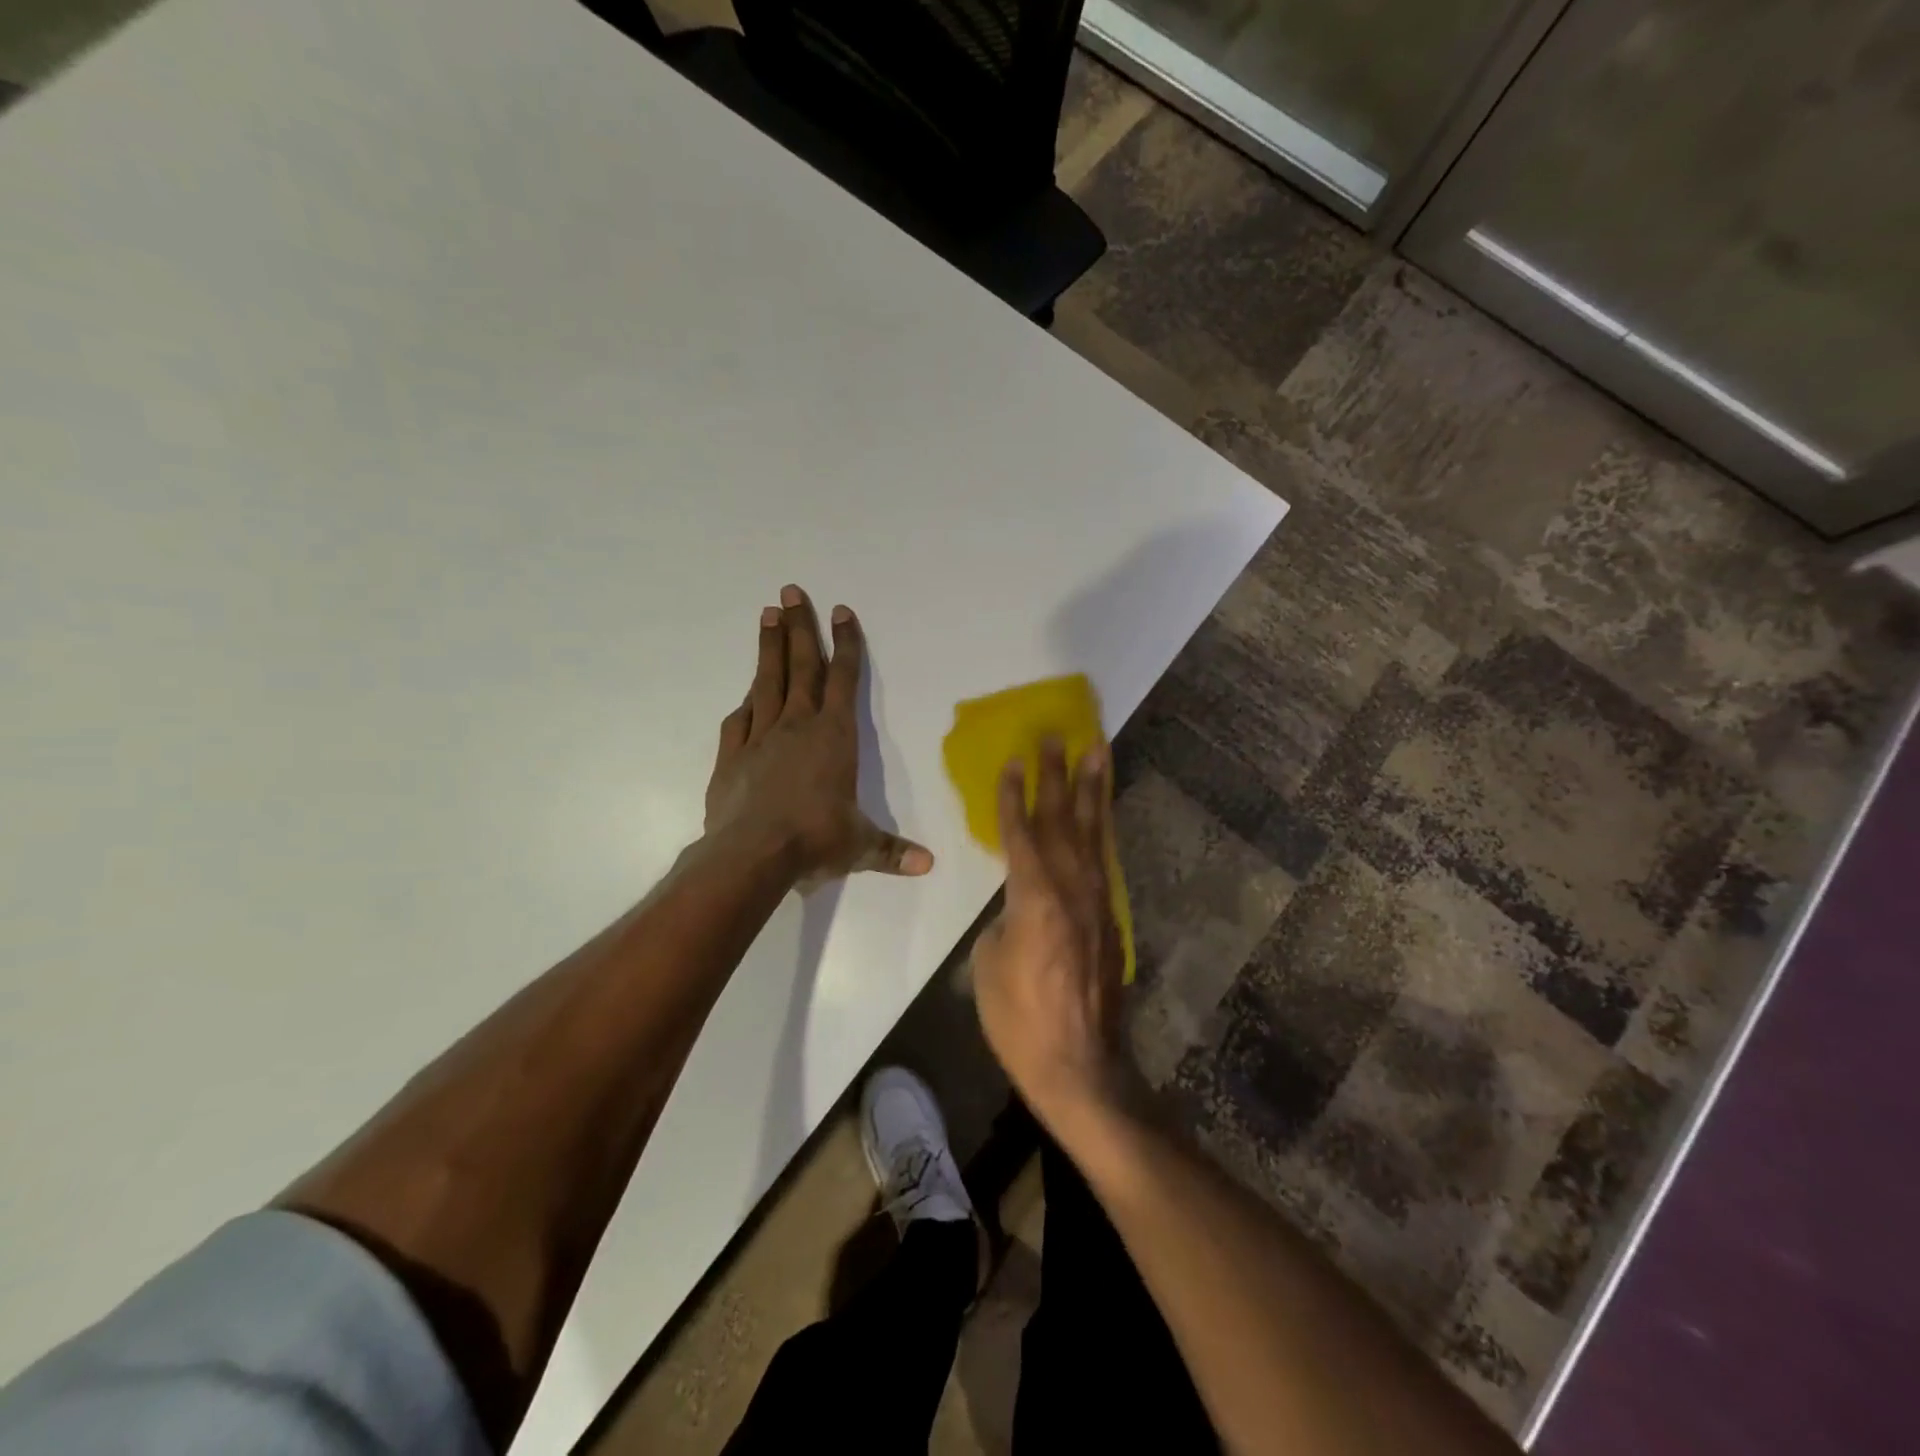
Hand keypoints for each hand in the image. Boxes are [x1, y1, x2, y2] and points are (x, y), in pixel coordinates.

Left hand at [705, 585, 932, 883]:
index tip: (842, 611)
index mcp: (834, 737)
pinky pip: (739, 721)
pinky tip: (746, 694)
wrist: (751, 855)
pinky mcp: (731, 757)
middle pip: (801, 667)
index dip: (845, 644)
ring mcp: (759, 738)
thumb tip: (929, 865)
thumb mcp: (860, 846)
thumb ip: (892, 852)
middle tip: (790, 591)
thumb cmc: (815, 840)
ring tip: (766, 614)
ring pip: (766, 683)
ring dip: (769, 648)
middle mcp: (797, 727)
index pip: (844, 679)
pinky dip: (745, 704)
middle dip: (798, 628)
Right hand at [971, 739, 1136, 1132]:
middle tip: (1058, 734)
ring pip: (1094, 833)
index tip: (1014, 759)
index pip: (1021, 832)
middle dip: (1058, 774)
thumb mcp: (988, 965)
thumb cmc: (1020, 1019)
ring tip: (1097, 751)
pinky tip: (1102, 814)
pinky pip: (1105, 861)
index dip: (1015, 794)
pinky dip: (1103, 830)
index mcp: (1034, 896)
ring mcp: (1098, 902)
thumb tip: (1017, 907)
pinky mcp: (1111, 919)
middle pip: (1063, 819)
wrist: (1079, 1065)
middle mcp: (1071, 888)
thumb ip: (1003, 920)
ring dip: (1094, 789)